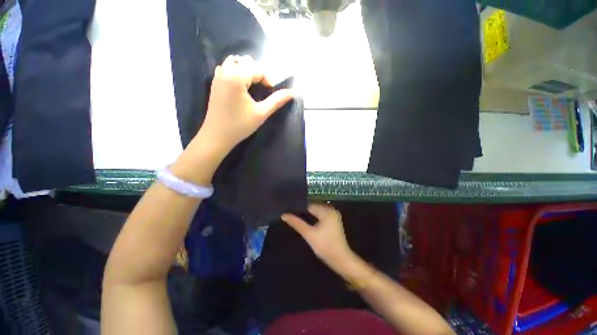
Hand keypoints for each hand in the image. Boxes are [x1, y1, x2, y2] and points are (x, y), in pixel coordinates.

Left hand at [199, 55, 293, 154]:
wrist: (217, 136)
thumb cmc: (240, 125)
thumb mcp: (261, 113)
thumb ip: (276, 101)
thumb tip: (291, 92)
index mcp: (236, 77)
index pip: (257, 69)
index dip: (267, 79)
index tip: (271, 92)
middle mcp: (225, 71)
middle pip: (245, 62)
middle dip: (257, 73)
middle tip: (262, 88)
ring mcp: (217, 77)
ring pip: (234, 63)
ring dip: (245, 71)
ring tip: (252, 86)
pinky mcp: (214, 83)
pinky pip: (225, 69)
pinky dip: (235, 72)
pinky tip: (240, 87)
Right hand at [281, 203, 354, 271]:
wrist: (341, 260)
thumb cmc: (325, 246)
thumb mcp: (309, 234)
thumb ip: (297, 223)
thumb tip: (284, 215)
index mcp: (327, 211)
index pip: (309, 206)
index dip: (299, 209)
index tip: (288, 212)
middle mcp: (331, 210)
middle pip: (313, 208)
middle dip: (303, 213)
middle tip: (291, 217)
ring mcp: (333, 216)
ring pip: (316, 213)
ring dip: (308, 216)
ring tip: (296, 220)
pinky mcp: (333, 222)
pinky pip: (321, 217)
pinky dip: (314, 219)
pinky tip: (307, 224)